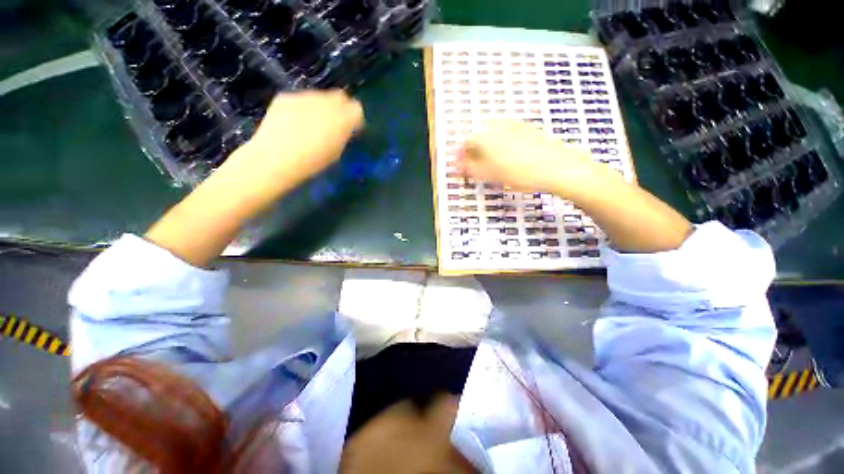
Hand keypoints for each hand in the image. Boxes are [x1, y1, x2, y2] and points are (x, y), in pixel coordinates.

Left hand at [217, 90, 364, 204]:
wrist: (276, 158)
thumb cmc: (313, 163)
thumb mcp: (336, 152)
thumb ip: (343, 135)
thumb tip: (344, 128)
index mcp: (343, 119)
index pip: (357, 109)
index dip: (354, 119)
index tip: (351, 129)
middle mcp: (326, 102)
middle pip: (340, 96)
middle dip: (340, 108)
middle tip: (334, 123)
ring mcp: (305, 96)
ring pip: (320, 96)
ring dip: (321, 107)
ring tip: (311, 124)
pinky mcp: (287, 96)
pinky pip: (301, 99)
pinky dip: (303, 108)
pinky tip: (295, 122)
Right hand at [456, 120, 618, 199]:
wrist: (558, 168)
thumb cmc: (520, 173)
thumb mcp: (489, 174)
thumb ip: (469, 168)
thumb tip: (456, 166)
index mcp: (485, 135)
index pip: (465, 142)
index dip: (460, 156)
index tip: (460, 167)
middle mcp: (498, 125)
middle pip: (479, 139)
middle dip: (474, 154)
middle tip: (476, 169)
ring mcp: (515, 126)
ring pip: (493, 138)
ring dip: (487, 151)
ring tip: (491, 168)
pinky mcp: (528, 130)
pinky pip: (507, 137)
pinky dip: (502, 148)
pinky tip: (508, 161)